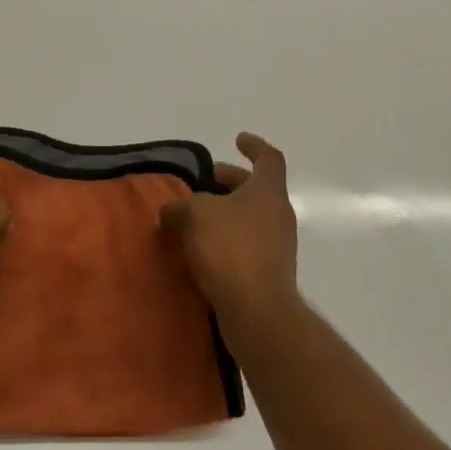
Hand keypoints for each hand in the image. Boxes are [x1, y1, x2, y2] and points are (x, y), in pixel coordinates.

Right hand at [159, 132, 299, 321]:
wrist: (256, 310)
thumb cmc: (230, 248)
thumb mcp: (194, 215)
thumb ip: (179, 206)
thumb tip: (172, 212)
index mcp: (268, 192)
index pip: (269, 159)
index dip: (254, 146)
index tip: (237, 140)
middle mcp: (278, 215)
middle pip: (255, 189)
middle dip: (228, 182)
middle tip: (201, 183)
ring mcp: (276, 246)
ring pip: (248, 218)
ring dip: (223, 214)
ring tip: (191, 219)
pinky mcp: (267, 273)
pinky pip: (244, 245)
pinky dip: (224, 240)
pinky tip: (198, 250)